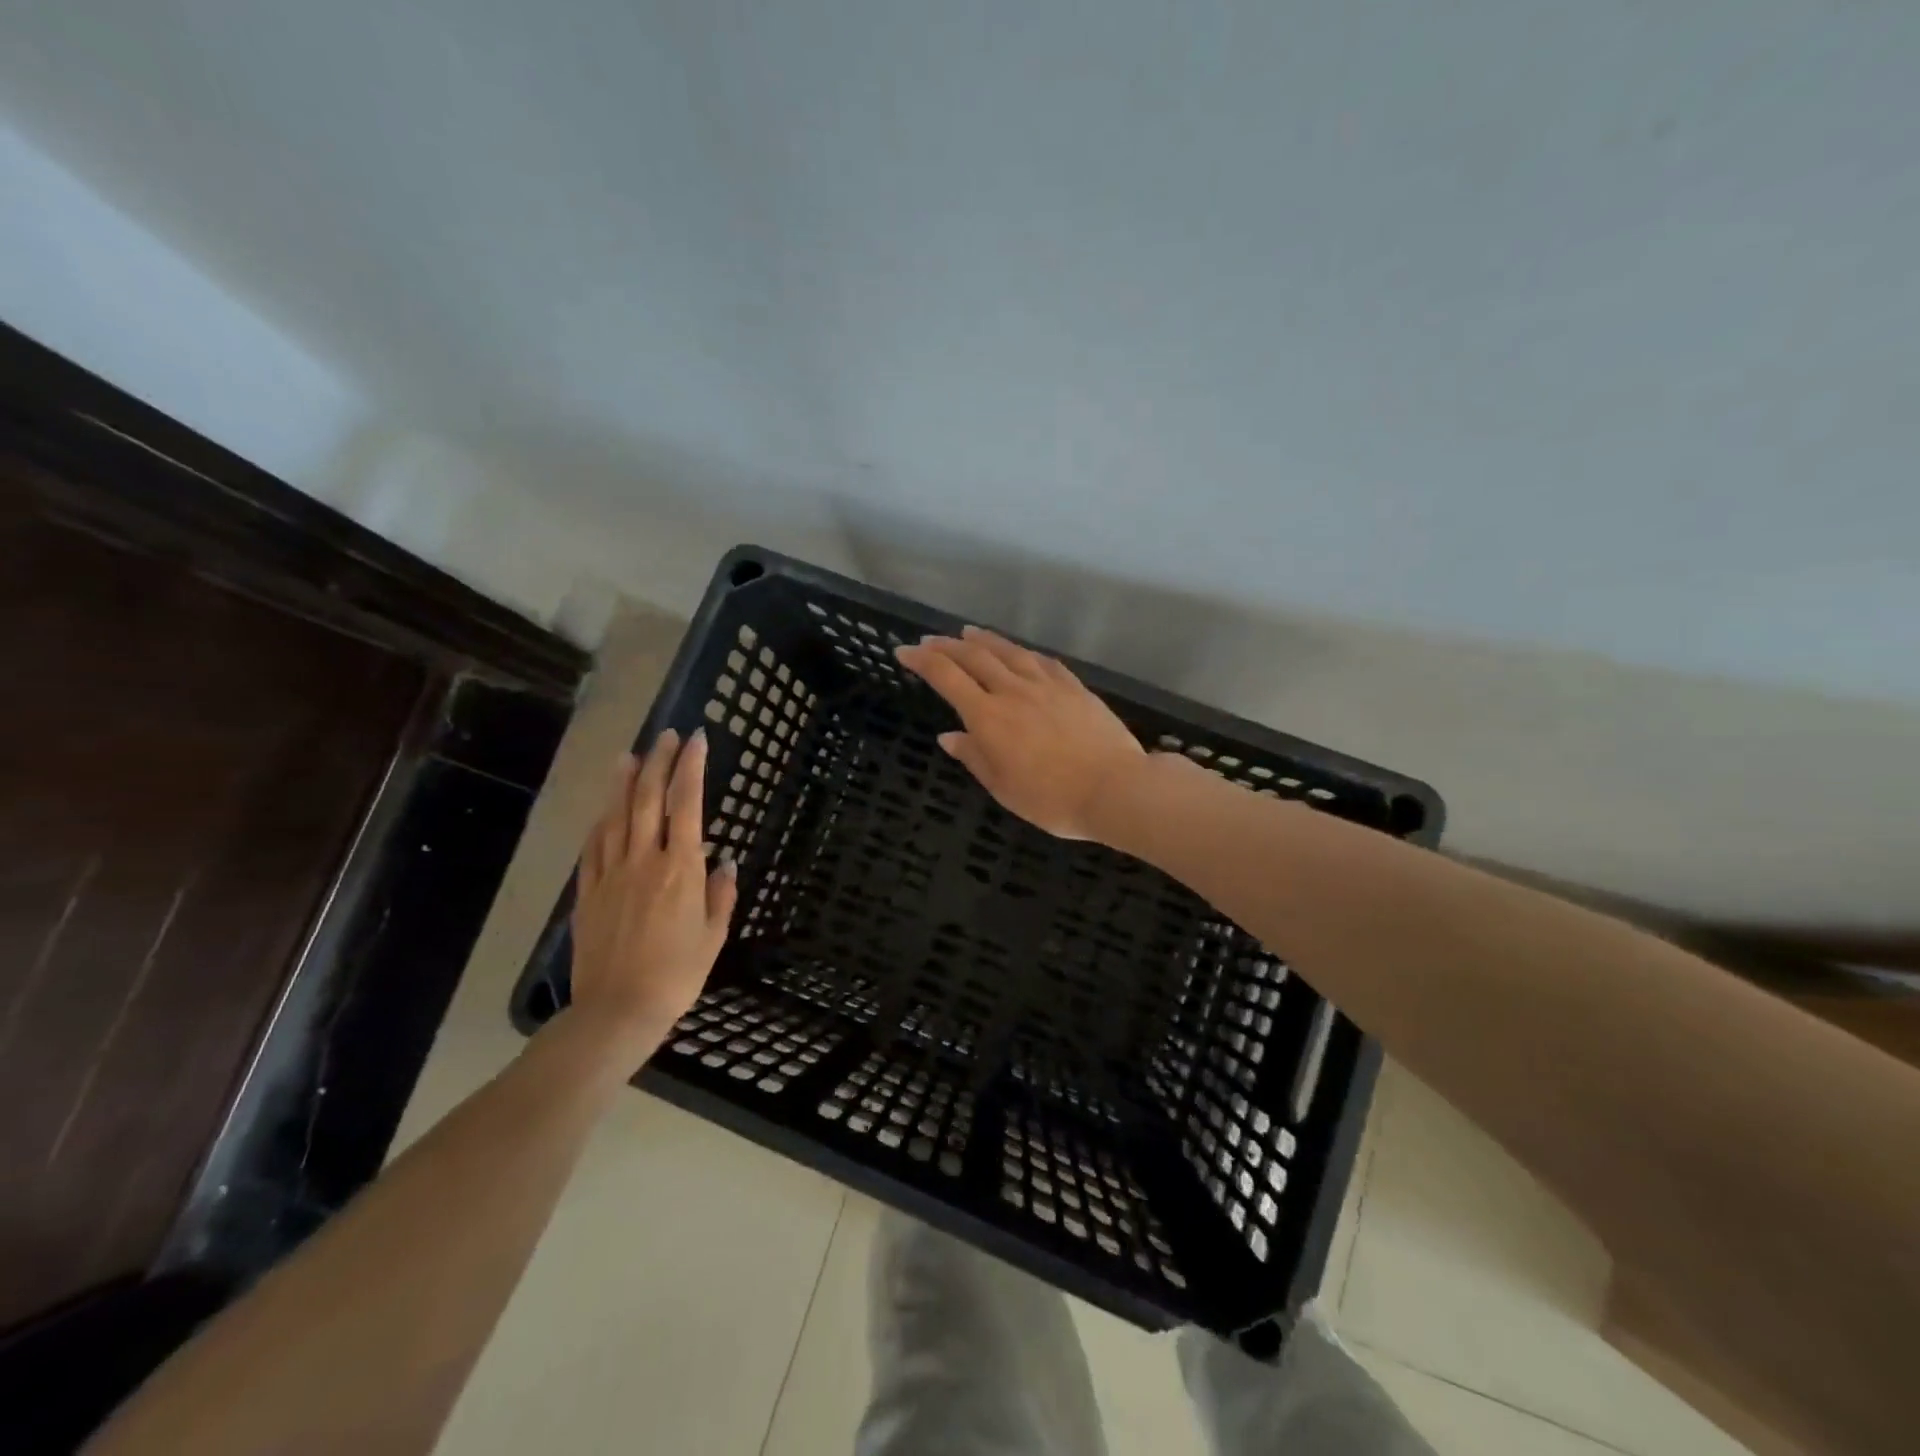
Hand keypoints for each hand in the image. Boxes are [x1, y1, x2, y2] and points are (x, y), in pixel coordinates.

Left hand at [571, 730, 737, 1050]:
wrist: (617, 1011)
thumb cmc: (677, 975)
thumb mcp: (713, 937)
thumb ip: (721, 895)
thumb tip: (725, 863)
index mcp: (681, 869)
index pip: (687, 805)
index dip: (691, 768)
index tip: (696, 740)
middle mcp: (644, 861)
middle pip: (648, 800)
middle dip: (658, 762)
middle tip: (665, 735)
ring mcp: (611, 875)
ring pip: (616, 817)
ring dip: (624, 783)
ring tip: (630, 756)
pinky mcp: (588, 893)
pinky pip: (593, 848)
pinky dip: (601, 822)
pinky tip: (605, 811)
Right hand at [896, 626, 1146, 840]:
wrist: (1114, 788)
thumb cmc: (1052, 799)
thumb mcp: (1003, 788)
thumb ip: (974, 757)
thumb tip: (948, 736)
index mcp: (988, 717)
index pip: (946, 677)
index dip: (922, 661)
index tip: (904, 652)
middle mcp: (1013, 691)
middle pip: (974, 657)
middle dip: (946, 646)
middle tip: (930, 641)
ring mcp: (1046, 685)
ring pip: (1008, 652)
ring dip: (983, 640)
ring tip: (967, 632)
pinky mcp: (1073, 687)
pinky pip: (1042, 661)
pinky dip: (1022, 652)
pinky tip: (1019, 652)